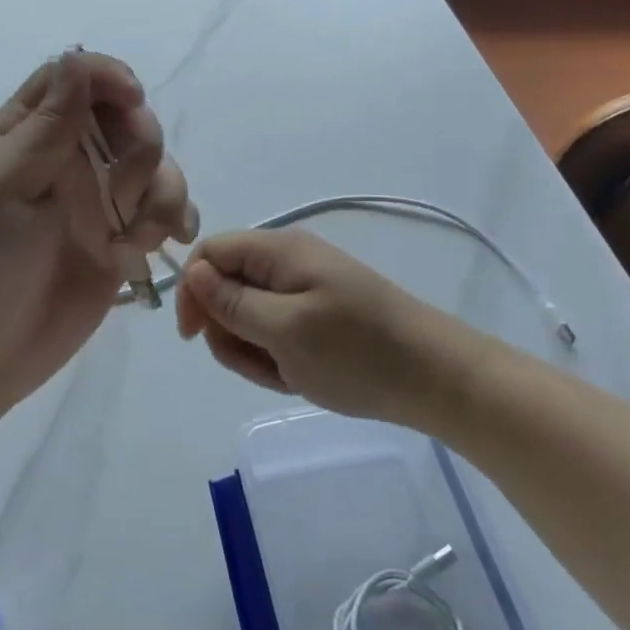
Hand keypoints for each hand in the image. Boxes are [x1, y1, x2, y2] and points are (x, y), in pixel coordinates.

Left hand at [0, 50, 197, 427]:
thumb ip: (45, 128)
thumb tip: (75, 58)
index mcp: (24, 136)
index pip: (73, 78)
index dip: (107, 78)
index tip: (132, 101)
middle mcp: (66, 159)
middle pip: (126, 117)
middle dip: (140, 146)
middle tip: (121, 194)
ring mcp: (98, 201)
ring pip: (155, 164)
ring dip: (160, 190)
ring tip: (137, 237)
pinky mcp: (122, 241)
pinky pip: (166, 211)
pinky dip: (175, 218)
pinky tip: (168, 242)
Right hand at [176, 228, 466, 422]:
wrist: (436, 379)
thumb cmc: (356, 352)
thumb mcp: (284, 330)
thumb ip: (231, 302)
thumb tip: (192, 272)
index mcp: (277, 251)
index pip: (209, 253)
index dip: (192, 291)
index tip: (195, 337)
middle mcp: (286, 262)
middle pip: (225, 287)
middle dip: (229, 330)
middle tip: (260, 364)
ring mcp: (303, 289)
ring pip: (247, 316)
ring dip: (254, 351)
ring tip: (288, 374)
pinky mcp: (317, 315)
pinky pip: (275, 332)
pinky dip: (278, 357)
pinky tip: (301, 377)